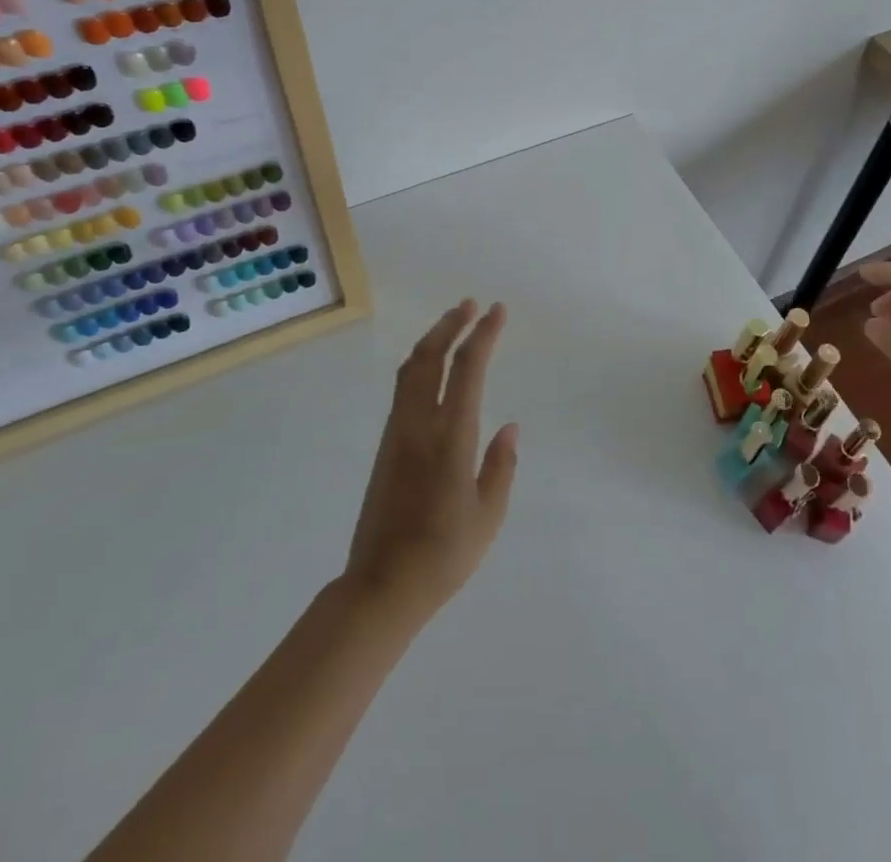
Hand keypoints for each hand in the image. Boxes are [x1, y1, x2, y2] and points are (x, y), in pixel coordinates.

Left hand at [343, 300, 519, 623]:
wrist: (381, 585)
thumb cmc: (443, 554)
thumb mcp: (488, 515)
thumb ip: (501, 466)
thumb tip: (509, 426)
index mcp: (450, 437)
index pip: (467, 369)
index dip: (483, 335)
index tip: (497, 311)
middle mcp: (419, 424)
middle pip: (430, 356)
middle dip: (452, 324)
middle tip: (472, 305)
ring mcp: (397, 432)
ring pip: (411, 369)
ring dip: (433, 339)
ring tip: (453, 324)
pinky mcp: (386, 445)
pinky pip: (403, 388)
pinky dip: (421, 363)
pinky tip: (432, 367)